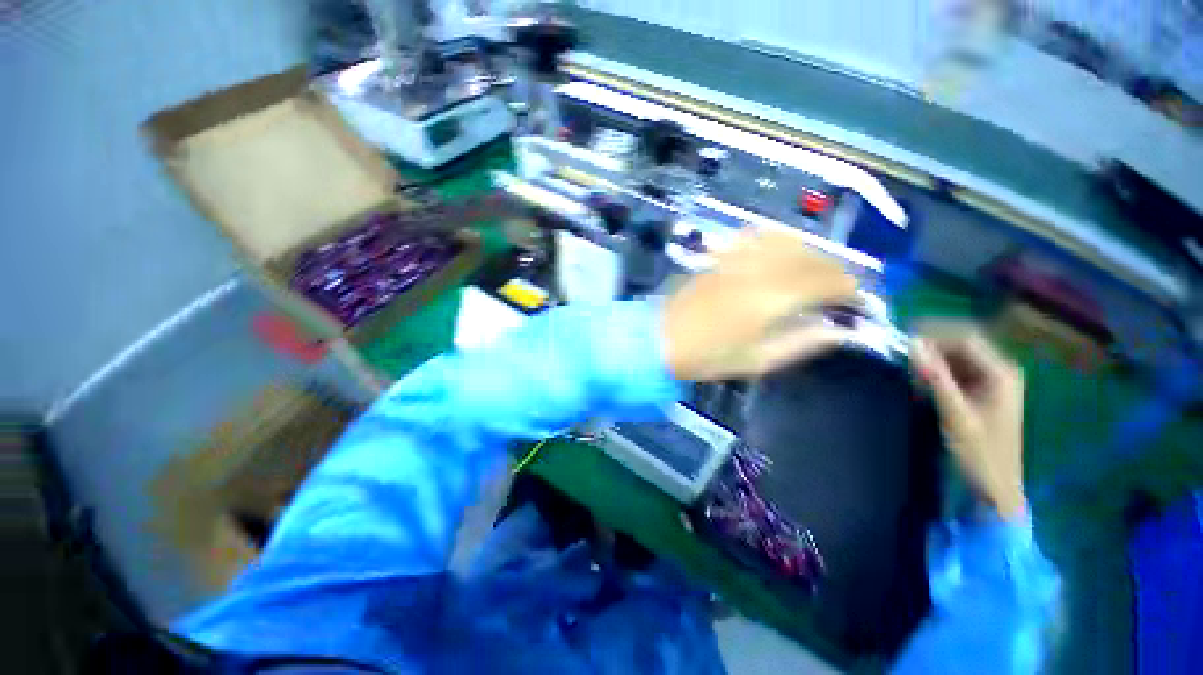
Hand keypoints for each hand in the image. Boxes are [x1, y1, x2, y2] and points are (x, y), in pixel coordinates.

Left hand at [663, 229, 858, 381]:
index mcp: (772, 297)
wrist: (659, 338)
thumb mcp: (758, 360)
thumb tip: (840, 329)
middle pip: (813, 257)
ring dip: (808, 255)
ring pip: (788, 240)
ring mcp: (737, 256)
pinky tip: (776, 258)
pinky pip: (757, 235)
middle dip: (833, 272)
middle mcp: (759, 268)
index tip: (852, 304)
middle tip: (834, 295)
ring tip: (808, 277)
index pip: (829, 280)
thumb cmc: (707, 356)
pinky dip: (777, 242)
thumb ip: (803, 342)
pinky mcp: (720, 254)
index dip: (849, 290)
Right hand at [912, 326, 1026, 519]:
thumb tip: (912, 344)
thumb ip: (936, 378)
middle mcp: (1001, 371)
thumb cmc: (978, 452)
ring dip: (933, 358)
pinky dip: (938, 371)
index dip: (935, 334)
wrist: (995, 485)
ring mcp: (993, 382)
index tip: (903, 339)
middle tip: (902, 352)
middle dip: (932, 345)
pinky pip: (957, 370)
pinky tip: (922, 380)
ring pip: (958, 356)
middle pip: (963, 344)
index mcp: (1001, 374)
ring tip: (908, 367)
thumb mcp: (955, 414)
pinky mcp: (983, 392)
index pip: (967, 339)